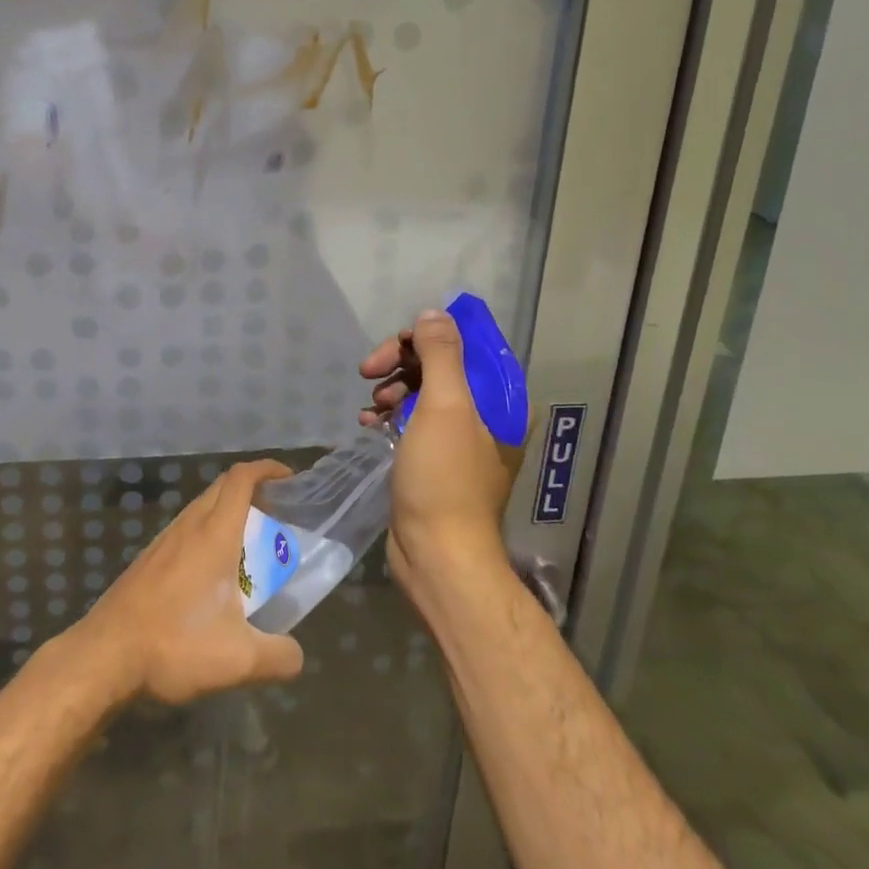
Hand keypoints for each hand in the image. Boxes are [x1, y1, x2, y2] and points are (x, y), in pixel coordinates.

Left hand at [69, 459, 304, 706]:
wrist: (104, 656)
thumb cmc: (175, 644)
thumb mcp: (239, 660)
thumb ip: (279, 656)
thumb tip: (295, 654)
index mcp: (214, 535)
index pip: (241, 479)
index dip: (267, 469)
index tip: (289, 478)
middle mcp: (188, 527)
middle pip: (222, 487)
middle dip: (252, 490)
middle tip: (277, 515)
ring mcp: (163, 542)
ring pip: (201, 509)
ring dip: (228, 514)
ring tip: (249, 547)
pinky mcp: (147, 560)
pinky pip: (185, 531)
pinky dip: (207, 535)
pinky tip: (211, 575)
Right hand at [360, 310, 524, 599]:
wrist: (437, 555)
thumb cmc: (444, 478)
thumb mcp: (444, 407)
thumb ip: (441, 354)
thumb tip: (434, 313)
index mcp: (500, 400)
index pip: (467, 345)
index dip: (428, 335)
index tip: (394, 345)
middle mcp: (485, 415)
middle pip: (440, 366)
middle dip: (402, 363)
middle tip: (368, 370)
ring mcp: (458, 439)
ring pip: (422, 392)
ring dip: (392, 389)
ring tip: (372, 407)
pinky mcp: (434, 460)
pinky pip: (412, 421)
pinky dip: (389, 417)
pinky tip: (368, 424)